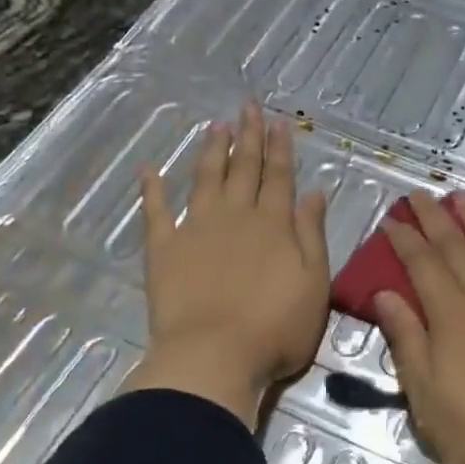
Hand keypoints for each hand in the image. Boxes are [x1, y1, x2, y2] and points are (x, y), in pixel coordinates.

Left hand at [130, 103, 329, 426]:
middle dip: (249, 136)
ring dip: (212, 151)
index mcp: (273, 225)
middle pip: (244, 168)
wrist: (214, 357)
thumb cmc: (275, 328)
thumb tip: (315, 192)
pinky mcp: (164, 249)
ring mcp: (197, 229)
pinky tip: (149, 168)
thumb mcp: (314, 283)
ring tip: (216, 125)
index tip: (279, 122)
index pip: (279, 177)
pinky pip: (156, 211)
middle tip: (248, 106)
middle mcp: (236, 216)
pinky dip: (152, 189)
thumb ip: (312, 235)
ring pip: (206, 179)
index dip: (280, 149)